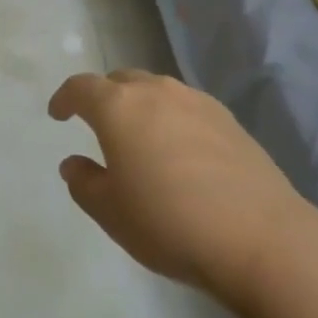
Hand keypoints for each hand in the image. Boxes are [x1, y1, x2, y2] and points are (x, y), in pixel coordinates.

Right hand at [48, 70, 311, 304]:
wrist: (259, 236)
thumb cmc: (169, 223)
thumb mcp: (111, 213)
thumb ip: (85, 183)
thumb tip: (74, 163)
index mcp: (119, 107)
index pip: (82, 87)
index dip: (65, 98)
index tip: (58, 113)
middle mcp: (157, 91)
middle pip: (121, 81)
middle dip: (104, 97)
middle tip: (97, 125)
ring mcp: (196, 101)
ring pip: (156, 90)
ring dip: (140, 106)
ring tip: (139, 137)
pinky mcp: (228, 118)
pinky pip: (185, 107)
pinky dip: (171, 118)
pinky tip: (178, 150)